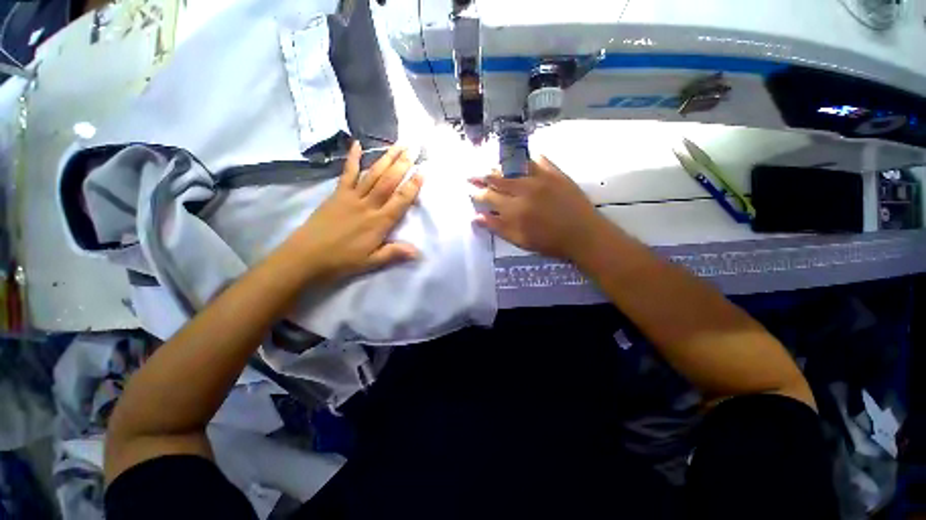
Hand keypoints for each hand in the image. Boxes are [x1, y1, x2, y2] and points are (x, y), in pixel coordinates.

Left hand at [292, 142, 422, 281]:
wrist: (306, 256)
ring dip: (385, 158)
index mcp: (378, 223)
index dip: (413, 186)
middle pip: (388, 182)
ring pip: (372, 174)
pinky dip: (352, 158)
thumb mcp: (371, 262)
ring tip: (397, 145)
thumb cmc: (342, 261)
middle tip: (413, 148)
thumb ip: (394, 253)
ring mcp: (351, 197)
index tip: (423, 171)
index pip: (400, 201)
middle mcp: (368, 205)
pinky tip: (358, 144)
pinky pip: (346, 173)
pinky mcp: (337, 194)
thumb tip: (418, 251)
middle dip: (402, 164)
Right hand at [471, 156, 609, 261]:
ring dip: (500, 167)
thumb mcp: (520, 240)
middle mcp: (524, 189)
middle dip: (482, 177)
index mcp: (514, 209)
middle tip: (472, 175)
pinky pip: (539, 160)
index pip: (489, 197)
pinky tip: (521, 159)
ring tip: (491, 166)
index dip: (478, 194)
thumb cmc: (550, 242)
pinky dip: (528, 158)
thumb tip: (476, 217)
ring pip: (513, 167)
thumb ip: (497, 227)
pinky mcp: (556, 173)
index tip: (471, 191)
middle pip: (498, 179)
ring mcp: (540, 179)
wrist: (584, 235)